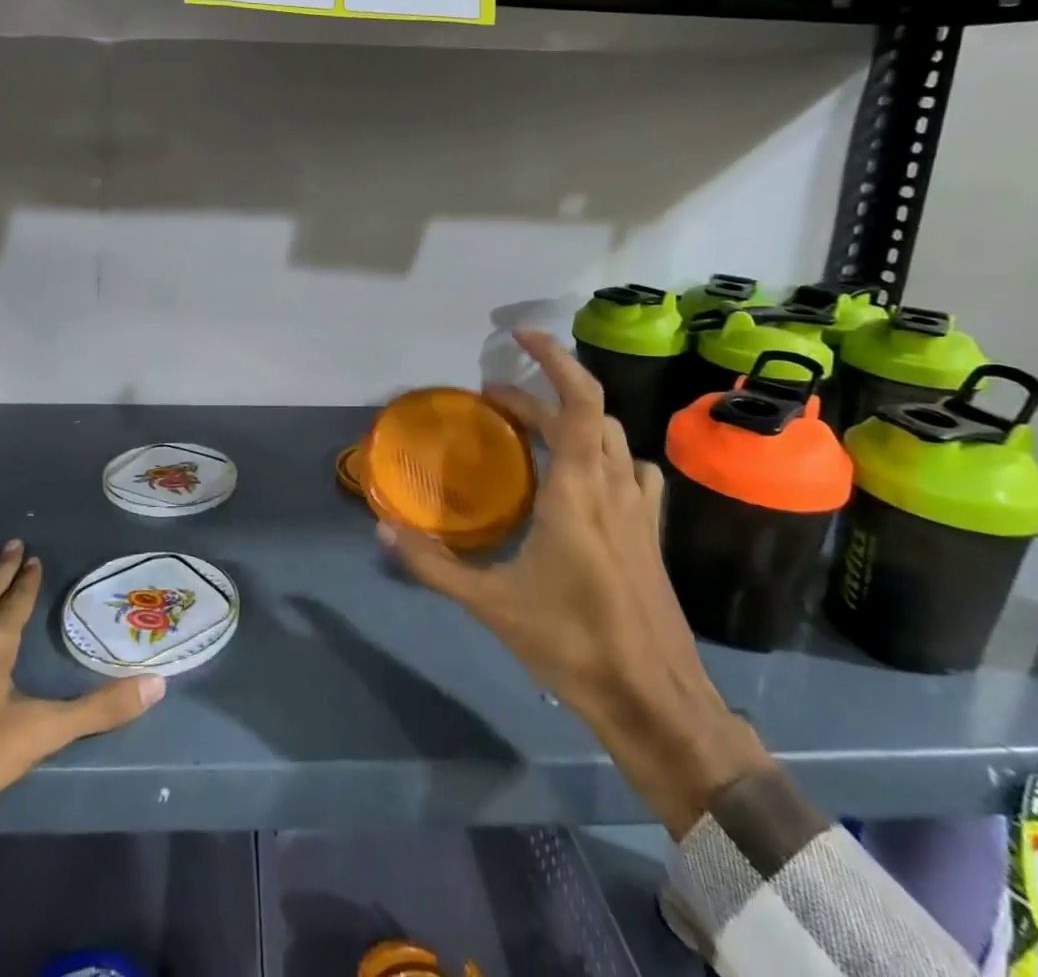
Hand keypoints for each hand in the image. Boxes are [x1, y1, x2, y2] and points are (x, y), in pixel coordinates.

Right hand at [376, 330, 771, 836]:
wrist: (655, 700)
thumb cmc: (572, 643)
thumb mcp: (491, 604)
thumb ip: (432, 564)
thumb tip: (382, 527)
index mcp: (578, 489)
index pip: (577, 400)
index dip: (554, 358)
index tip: (521, 336)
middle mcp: (613, 486)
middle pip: (586, 414)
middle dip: (540, 395)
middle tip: (493, 403)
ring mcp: (639, 509)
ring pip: (611, 437)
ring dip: (572, 420)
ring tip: (533, 431)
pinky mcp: (651, 533)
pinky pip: (631, 469)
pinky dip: (604, 452)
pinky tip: (586, 477)